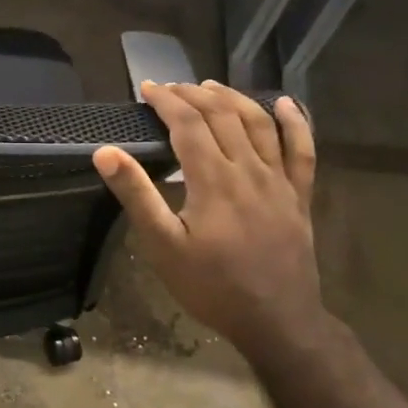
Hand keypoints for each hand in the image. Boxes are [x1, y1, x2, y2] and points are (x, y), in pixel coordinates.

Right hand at [93, 82, 327, 356]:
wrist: (277, 321)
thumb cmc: (211, 286)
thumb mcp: (163, 246)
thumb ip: (136, 195)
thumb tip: (105, 152)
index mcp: (213, 179)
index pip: (188, 124)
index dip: (167, 101)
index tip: (147, 88)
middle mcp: (249, 170)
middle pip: (223, 116)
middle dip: (194, 95)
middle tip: (171, 88)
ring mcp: (280, 181)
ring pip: (259, 124)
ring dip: (234, 99)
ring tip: (211, 86)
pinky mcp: (299, 196)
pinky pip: (302, 150)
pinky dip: (295, 122)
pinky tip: (284, 103)